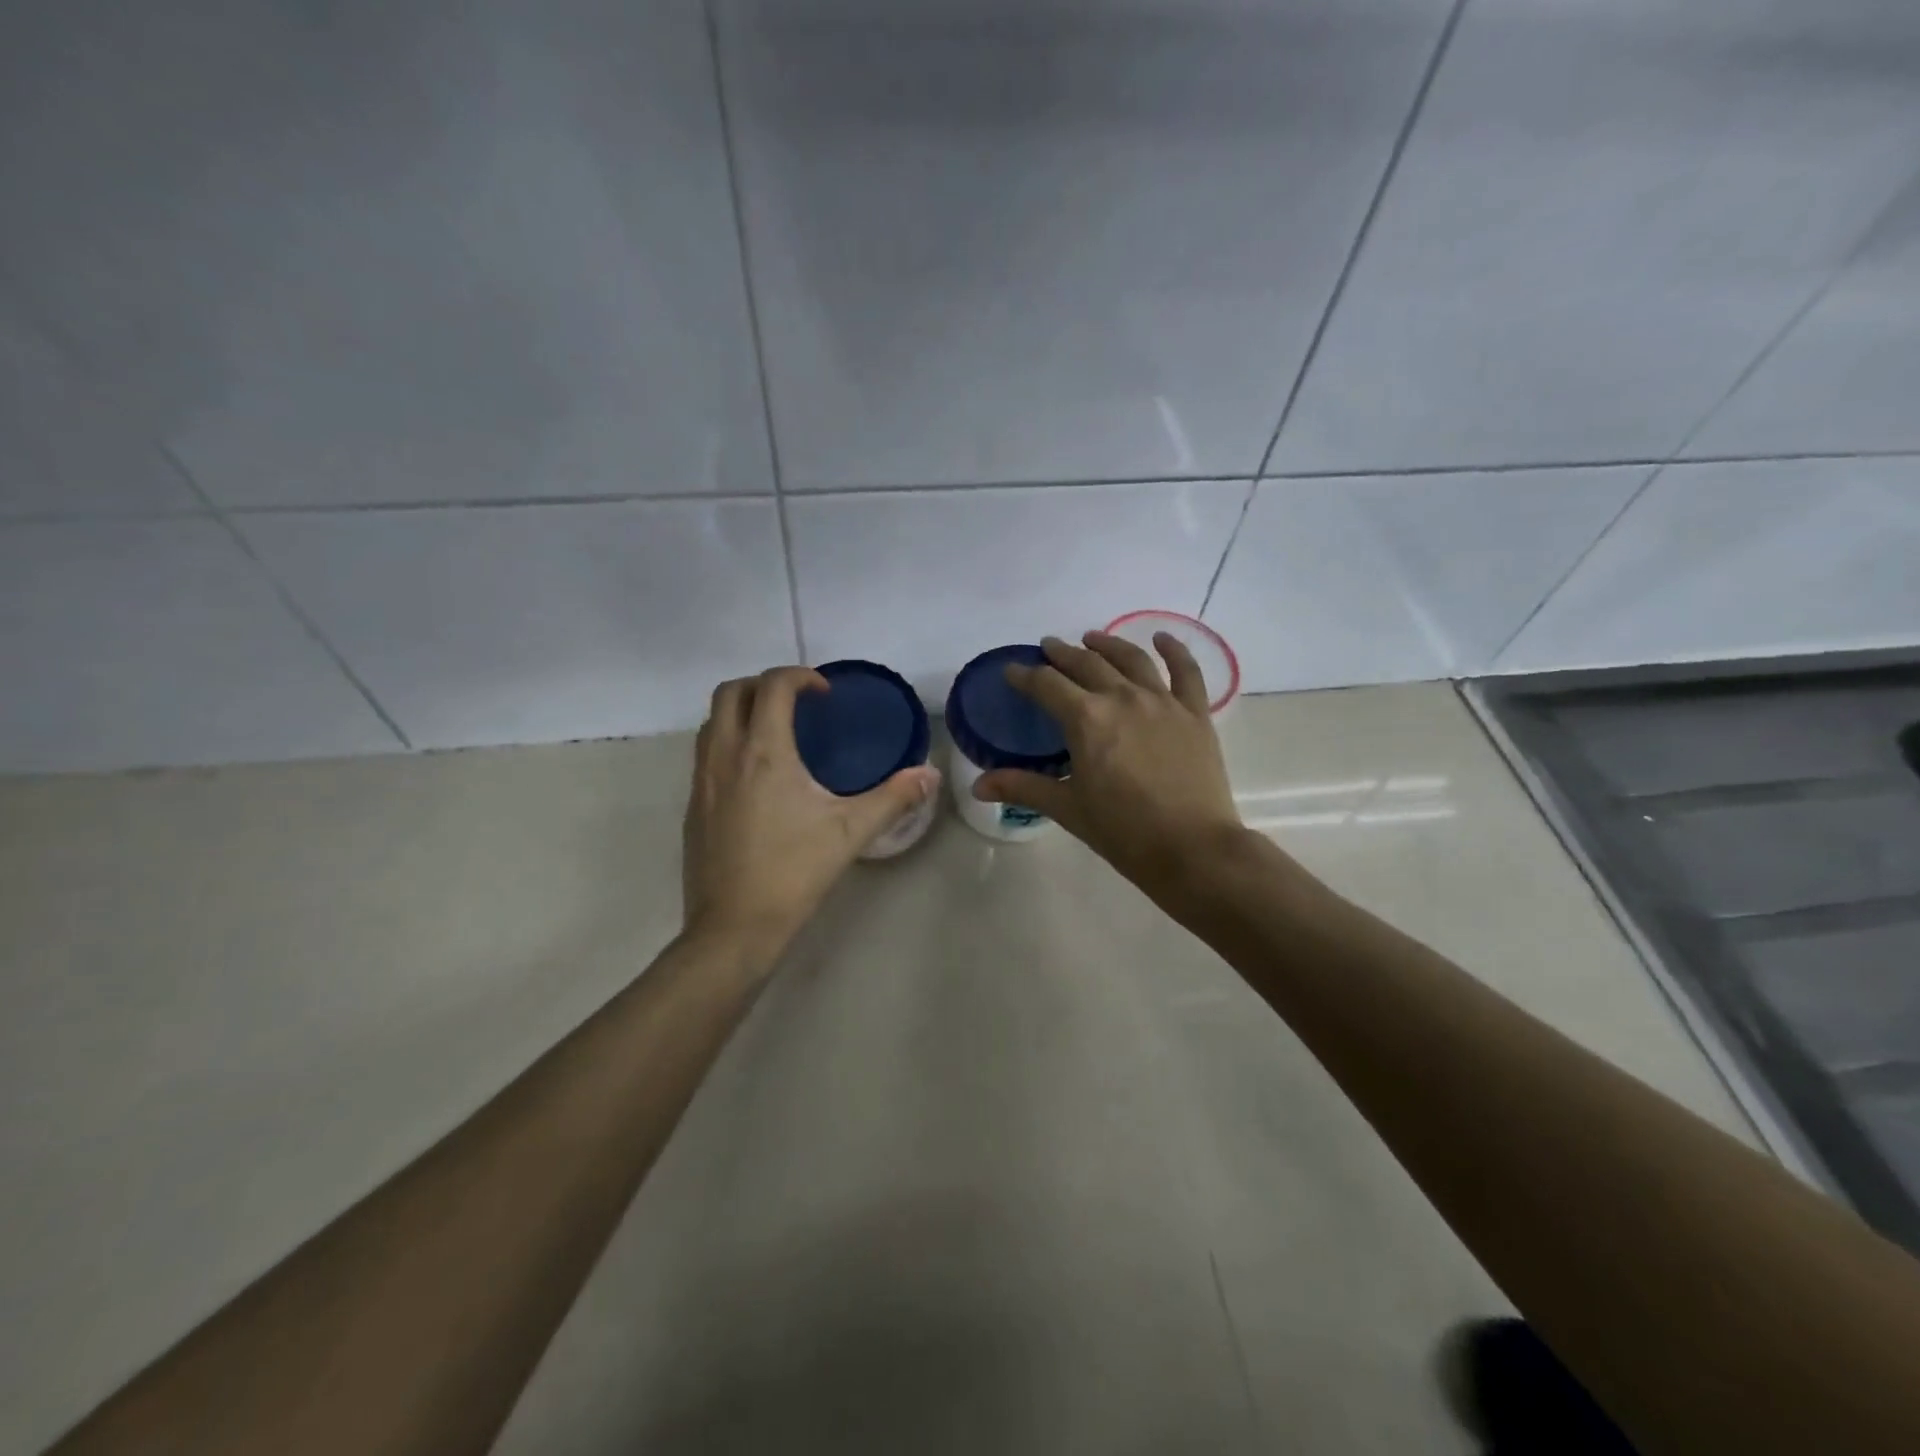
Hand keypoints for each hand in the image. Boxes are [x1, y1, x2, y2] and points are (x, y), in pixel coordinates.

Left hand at [683, 667, 940, 962]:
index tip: (824, 694)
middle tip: (797, 704)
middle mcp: (725, 756)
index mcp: (764, 753)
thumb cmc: (794, 873)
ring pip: (712, 722)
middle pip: (731, 692)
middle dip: (764, 684)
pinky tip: (757, 777)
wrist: (734, 928)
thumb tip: (930, 774)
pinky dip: (729, 742)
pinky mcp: (692, 806)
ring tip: (776, 733)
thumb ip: (894, 798)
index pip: (772, 686)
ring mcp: (701, 781)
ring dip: (742, 711)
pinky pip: (705, 753)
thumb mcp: (851, 833)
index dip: (800, 676)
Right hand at [973, 632, 1246, 902]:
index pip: (1046, 685)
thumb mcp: (1068, 808)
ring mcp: (1162, 702)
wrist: (1192, 848)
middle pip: (1086, 664)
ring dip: (1108, 645)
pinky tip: (1162, 638)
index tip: (1012, 671)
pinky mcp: (1195, 713)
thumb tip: (977, 785)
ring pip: (1131, 660)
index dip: (1025, 675)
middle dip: (1062, 654)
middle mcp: (1122, 698)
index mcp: (1086, 719)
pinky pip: (1186, 672)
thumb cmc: (1123, 831)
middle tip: (1049, 647)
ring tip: (1092, 638)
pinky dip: (1174, 650)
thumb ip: (1022, 788)